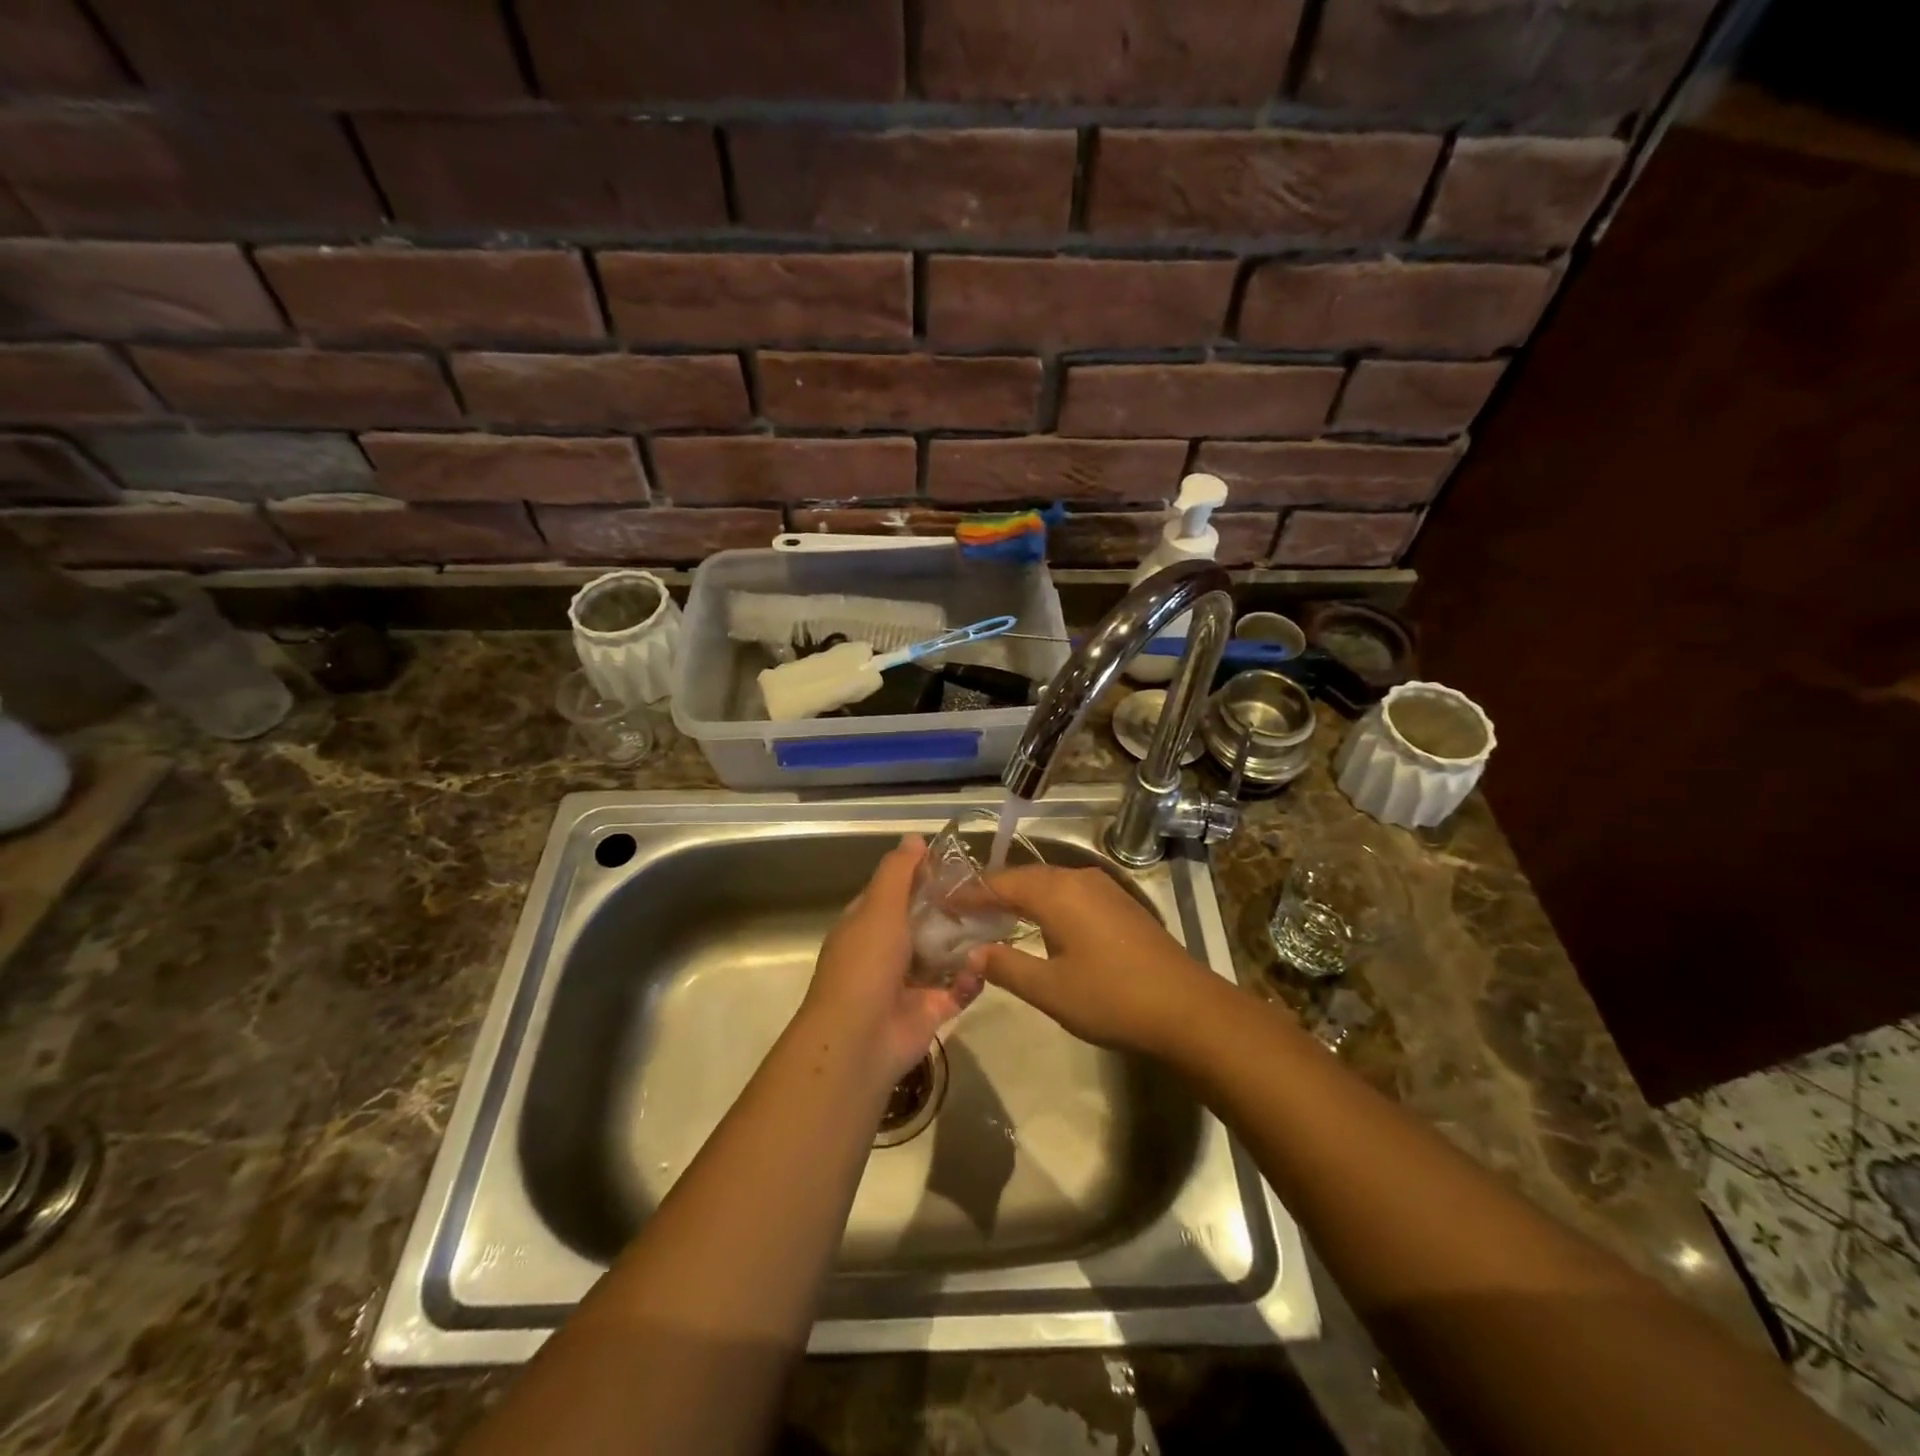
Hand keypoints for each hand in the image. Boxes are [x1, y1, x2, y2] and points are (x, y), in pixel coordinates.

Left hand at [802, 835, 980, 1083]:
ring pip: (945, 954)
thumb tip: (914, 836)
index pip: (896, 890)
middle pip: (925, 920)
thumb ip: (898, 872)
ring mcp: (910, 982)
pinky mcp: (932, 1009)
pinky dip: (972, 978)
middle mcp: (887, 950)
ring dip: (967, 942)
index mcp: (868, 923)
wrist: (860, 1039)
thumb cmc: (866, 963)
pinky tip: (983, 964)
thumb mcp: (879, 907)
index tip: (957, 861)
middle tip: (988, 890)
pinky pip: (959, 987)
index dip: (921, 874)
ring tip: (998, 920)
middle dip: (952, 907)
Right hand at [966, 865, 1215, 1055]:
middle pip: (1023, 878)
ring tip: (992, 918)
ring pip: (1048, 883)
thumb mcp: (1050, 990)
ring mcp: (1103, 888)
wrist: (1187, 1008)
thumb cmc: (1112, 998)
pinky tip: (1038, 925)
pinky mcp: (1119, 903)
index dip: (968, 894)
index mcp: (1057, 892)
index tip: (940, 905)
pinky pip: (1069, 892)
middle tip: (960, 912)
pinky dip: (1044, 902)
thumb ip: (1006, 967)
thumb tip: (970, 954)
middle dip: (991, 892)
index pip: (1000, 883)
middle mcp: (1078, 879)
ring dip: (1019, 897)